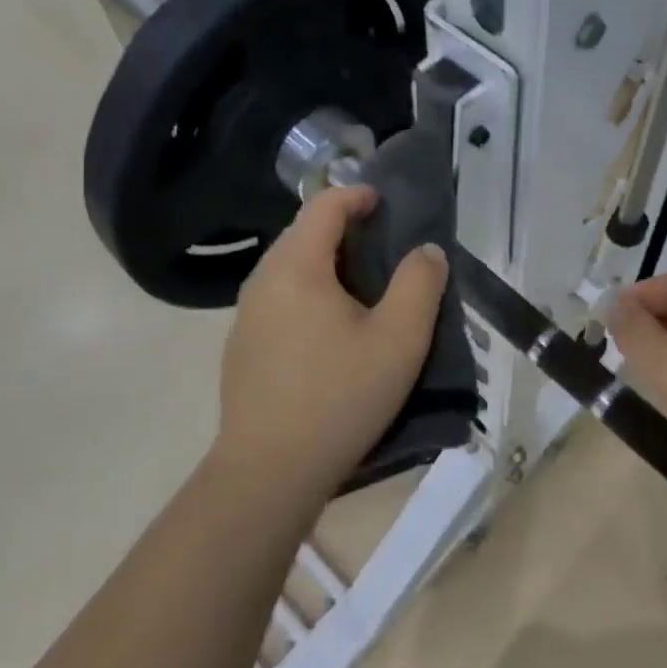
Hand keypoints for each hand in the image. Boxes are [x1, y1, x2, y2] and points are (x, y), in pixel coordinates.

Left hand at [214, 185, 448, 501]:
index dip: (356, 195)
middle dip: (341, 229)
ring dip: (323, 264)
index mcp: (297, 267)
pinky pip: (276, 300)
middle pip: (301, 234)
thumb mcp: (399, 340)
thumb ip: (420, 284)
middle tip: (381, 248)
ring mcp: (244, 316)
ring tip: (360, 290)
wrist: (269, 472)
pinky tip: (327, 333)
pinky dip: (305, 294)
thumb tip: (426, 251)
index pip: (323, 206)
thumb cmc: (340, 397)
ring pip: (287, 269)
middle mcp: (262, 280)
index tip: (384, 203)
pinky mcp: (240, 348)